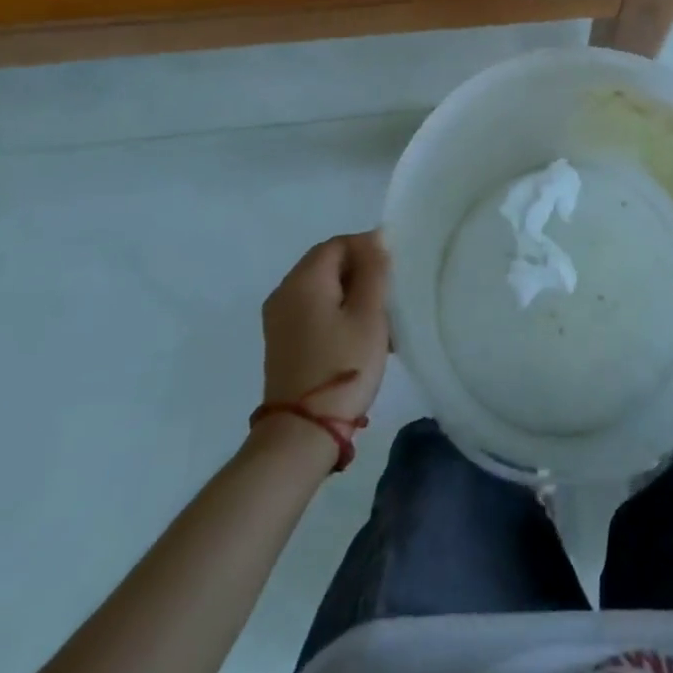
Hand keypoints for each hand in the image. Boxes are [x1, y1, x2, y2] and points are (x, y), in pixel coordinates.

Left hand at [258, 232, 390, 425]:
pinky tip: (359, 337)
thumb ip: (374, 271)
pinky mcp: (281, 342)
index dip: (368, 248)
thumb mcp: (369, 314)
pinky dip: (337, 312)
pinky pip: (313, 310)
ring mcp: (279, 319)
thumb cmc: (343, 366)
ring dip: (352, 294)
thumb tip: (375, 238)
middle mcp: (284, 292)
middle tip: (389, 295)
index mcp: (303, 280)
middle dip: (361, 272)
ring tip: (380, 320)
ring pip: (322, 288)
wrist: (302, 433)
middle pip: (327, 264)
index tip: (393, 271)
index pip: (338, 244)